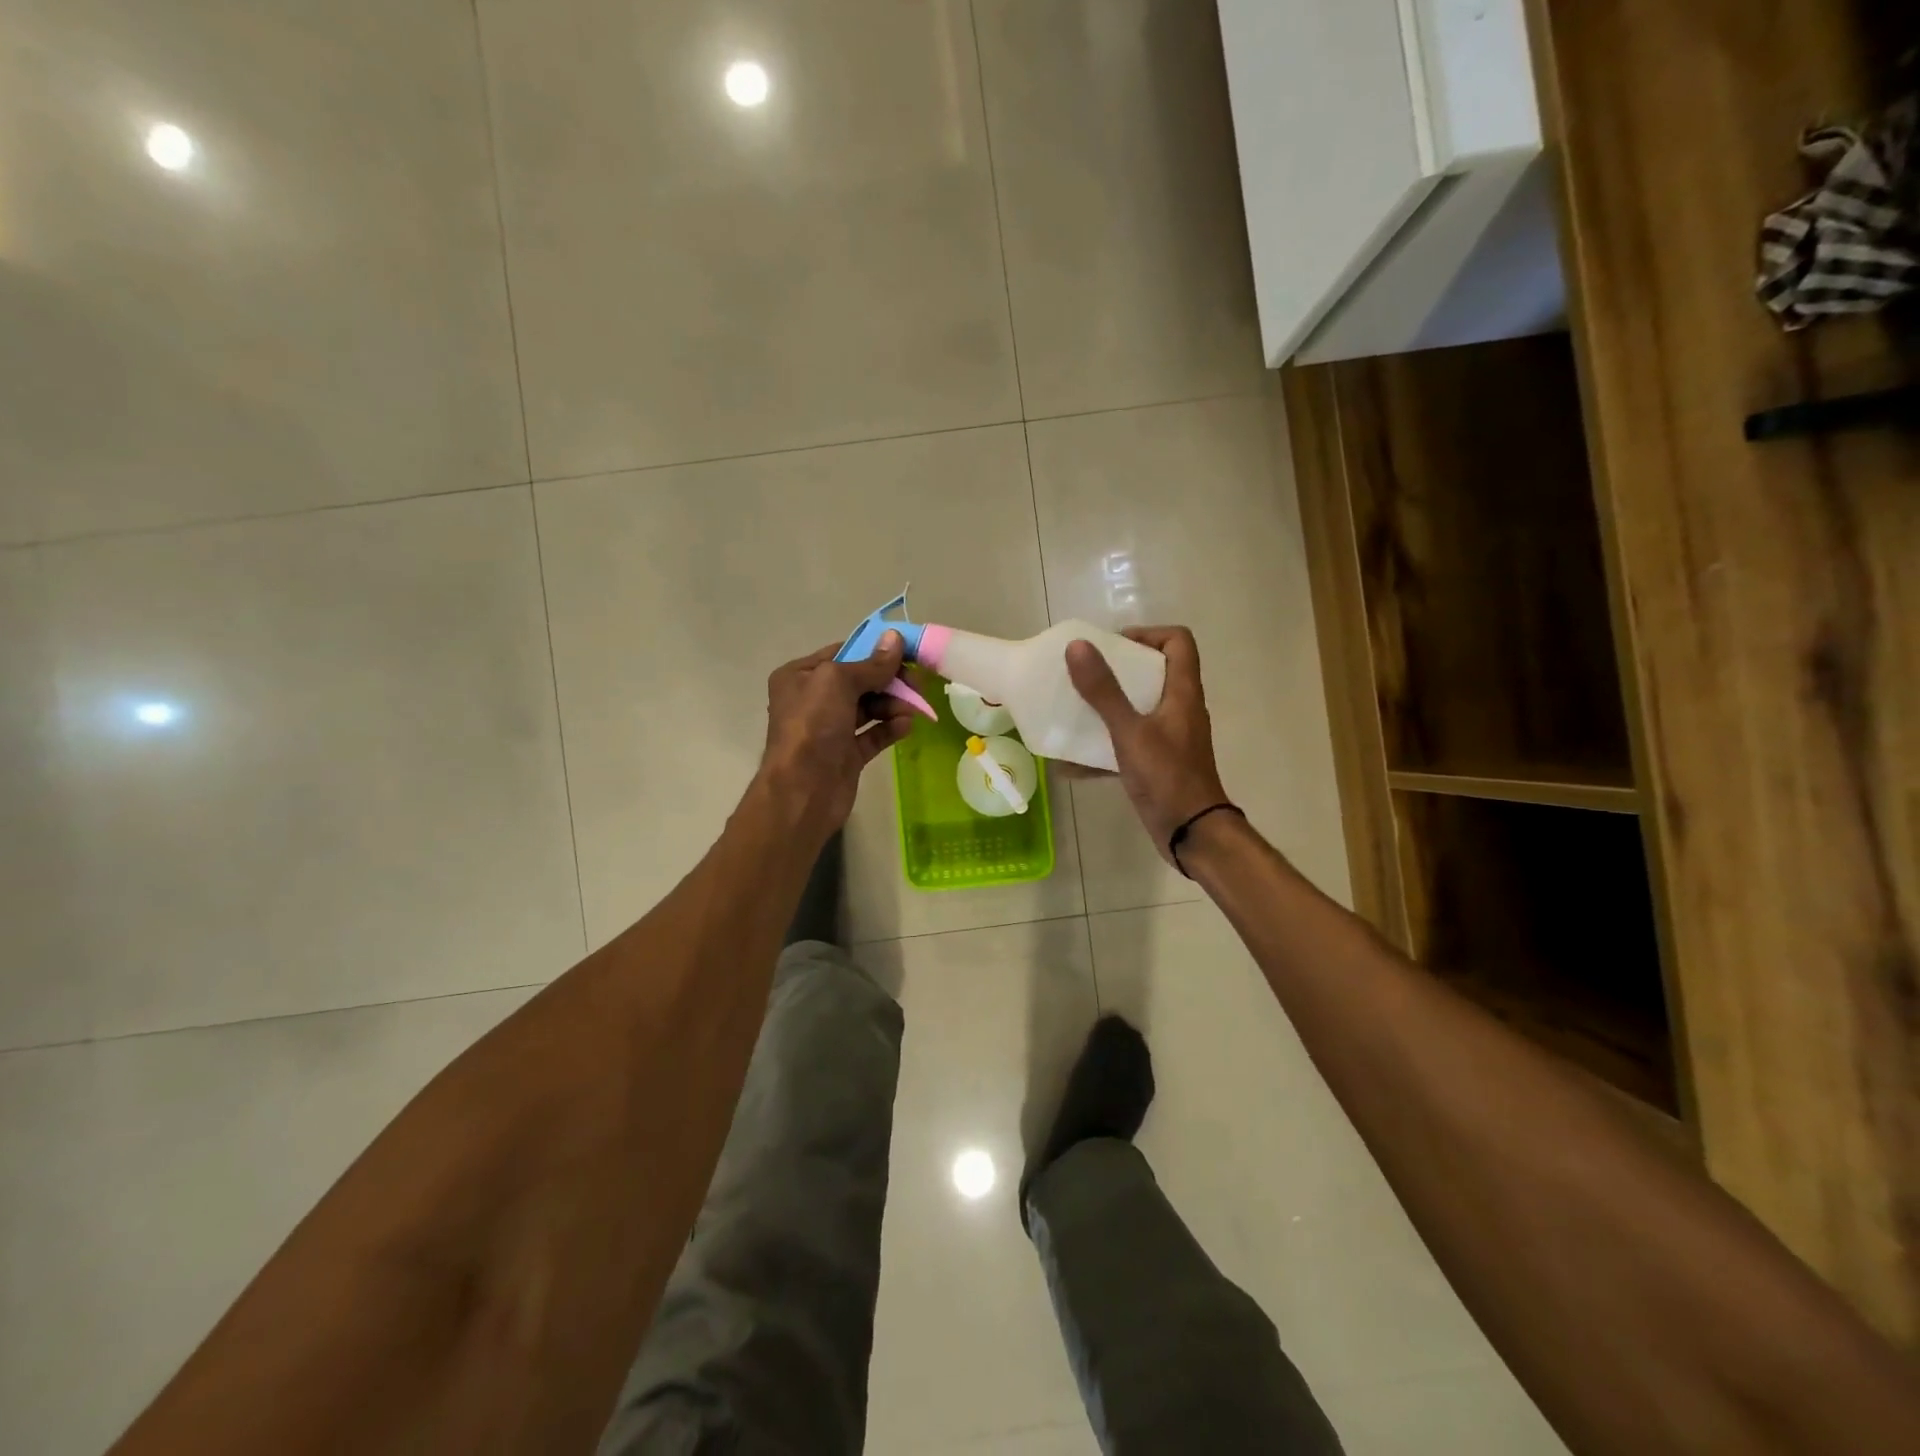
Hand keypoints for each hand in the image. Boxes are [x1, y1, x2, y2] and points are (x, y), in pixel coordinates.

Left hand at [757, 631, 917, 840]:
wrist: (802, 791)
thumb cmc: (812, 726)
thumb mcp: (837, 682)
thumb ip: (871, 663)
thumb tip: (895, 637)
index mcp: (800, 676)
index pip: (843, 653)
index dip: (875, 651)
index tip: (908, 653)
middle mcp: (812, 700)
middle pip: (860, 681)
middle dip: (889, 681)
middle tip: (917, 685)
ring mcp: (829, 729)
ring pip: (869, 708)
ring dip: (892, 705)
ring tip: (911, 710)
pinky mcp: (846, 755)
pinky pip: (873, 734)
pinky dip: (890, 728)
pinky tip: (907, 726)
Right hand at [1065, 626, 1229, 864]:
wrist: (1192, 833)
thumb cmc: (1167, 777)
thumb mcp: (1130, 731)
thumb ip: (1104, 691)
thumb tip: (1078, 646)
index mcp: (1182, 693)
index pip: (1178, 642)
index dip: (1148, 634)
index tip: (1113, 646)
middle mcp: (1180, 710)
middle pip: (1154, 673)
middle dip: (1117, 670)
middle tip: (1085, 674)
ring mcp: (1170, 738)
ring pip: (1138, 709)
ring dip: (1108, 708)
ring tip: (1074, 709)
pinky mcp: (1158, 764)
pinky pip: (1127, 745)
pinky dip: (1102, 749)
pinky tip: (1069, 764)